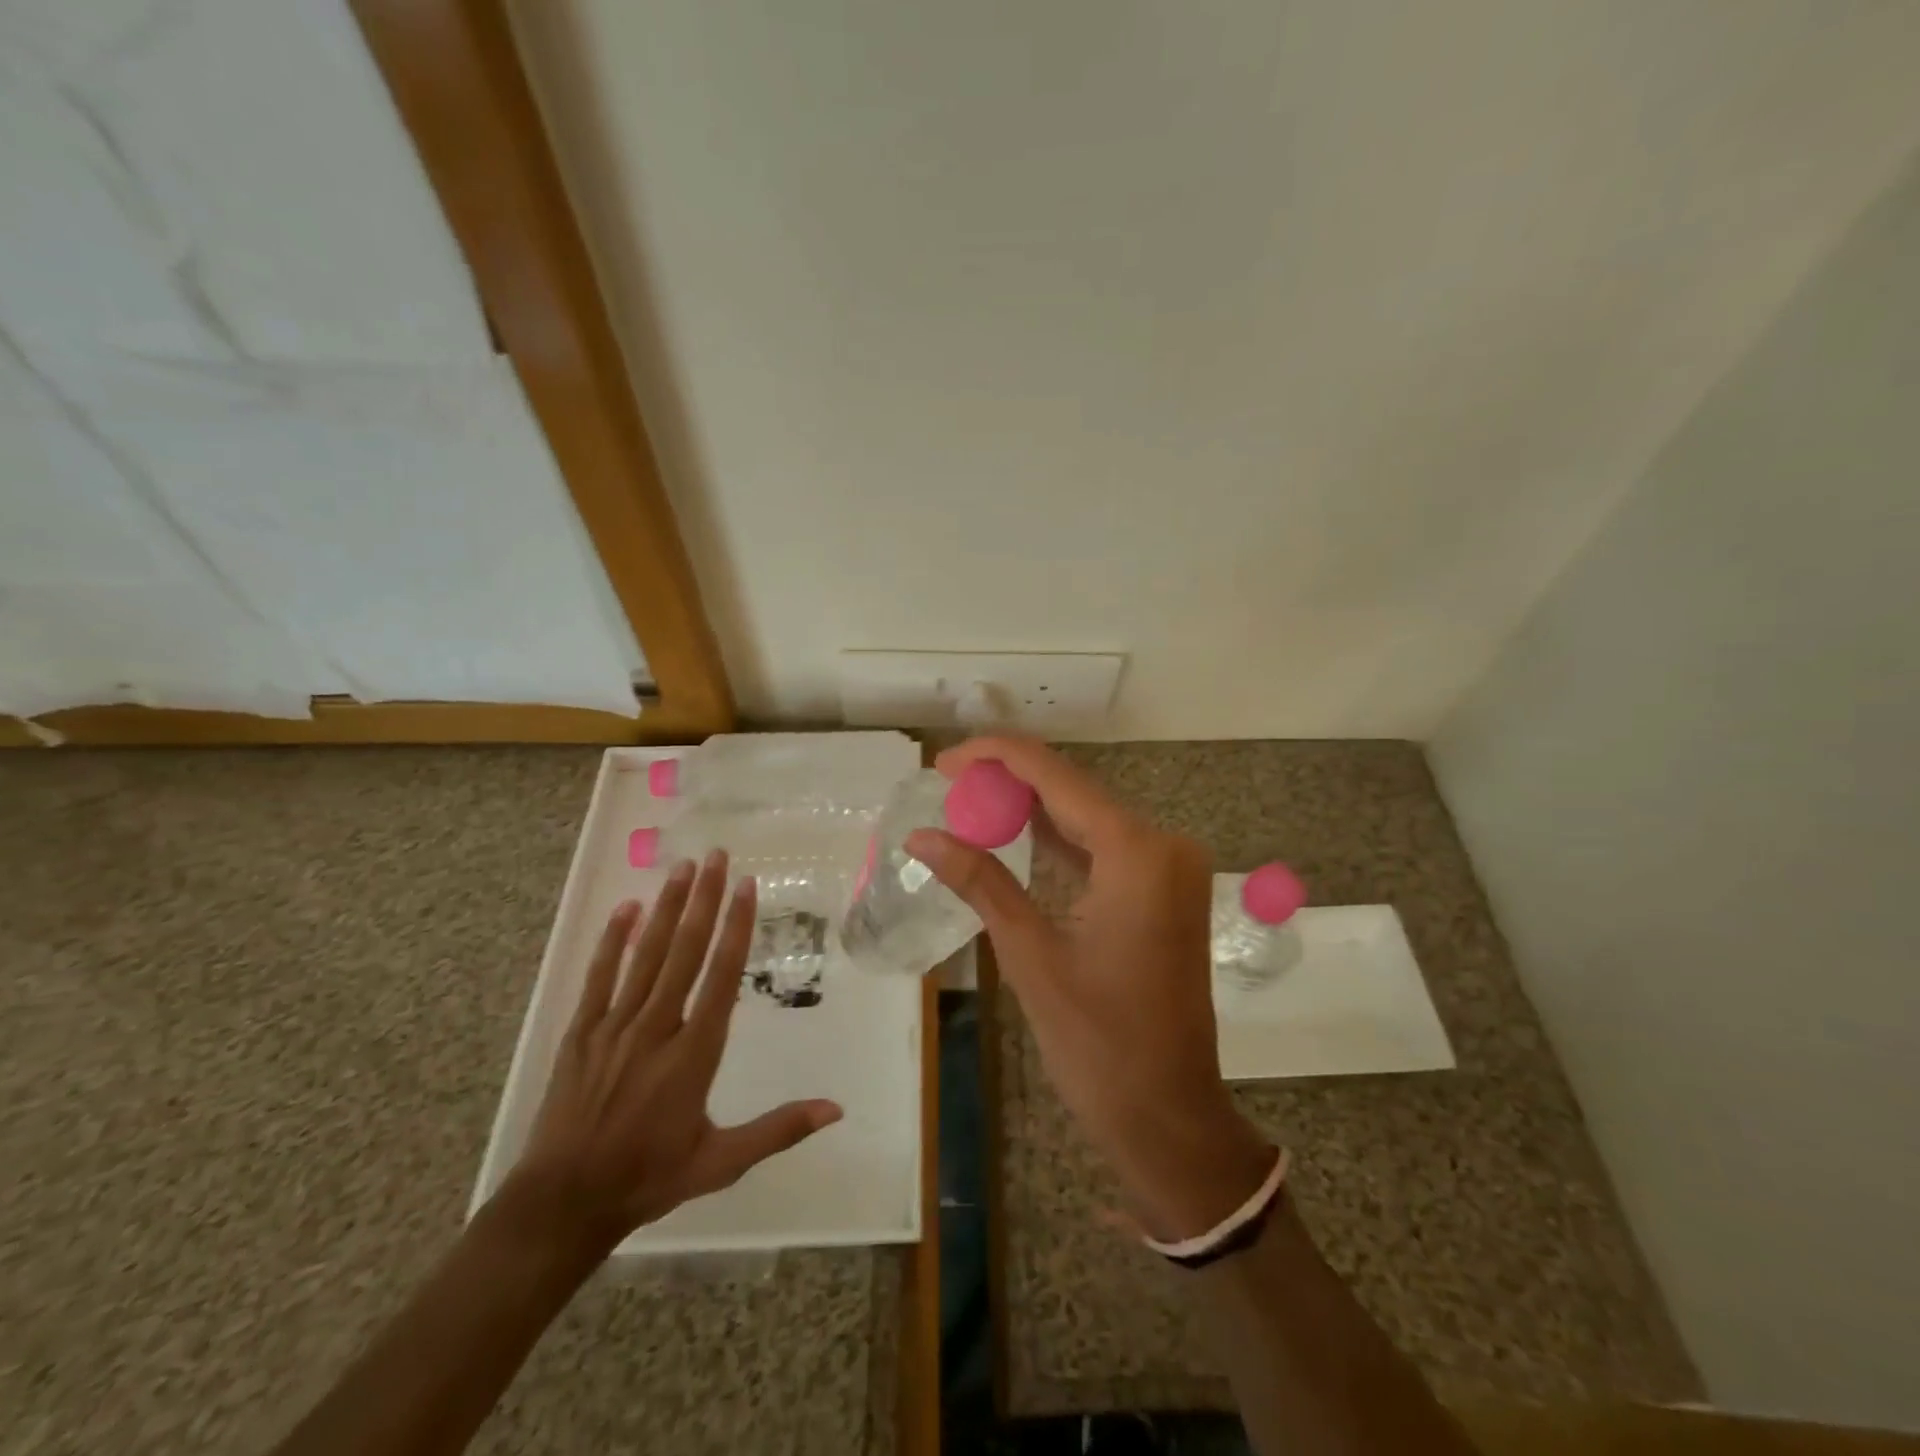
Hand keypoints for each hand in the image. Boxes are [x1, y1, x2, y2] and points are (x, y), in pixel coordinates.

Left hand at [501, 852, 842, 1258]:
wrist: (563, 1203)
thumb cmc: (649, 1177)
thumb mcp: (721, 1162)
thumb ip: (778, 1129)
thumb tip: (836, 1109)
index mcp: (693, 1053)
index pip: (721, 976)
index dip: (735, 927)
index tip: (745, 887)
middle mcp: (656, 1028)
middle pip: (684, 951)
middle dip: (703, 900)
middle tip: (715, 856)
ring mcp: (614, 1027)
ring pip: (645, 955)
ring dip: (665, 908)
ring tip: (682, 867)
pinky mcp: (581, 1033)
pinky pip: (599, 977)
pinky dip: (612, 941)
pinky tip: (626, 908)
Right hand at [907, 738, 1272, 1241]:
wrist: (1169, 1116)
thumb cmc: (1099, 1045)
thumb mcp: (1030, 956)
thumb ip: (979, 882)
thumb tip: (920, 836)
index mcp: (1136, 853)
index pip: (1055, 776)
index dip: (995, 757)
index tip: (942, 762)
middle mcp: (1162, 845)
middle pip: (1073, 788)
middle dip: (1008, 780)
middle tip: (946, 785)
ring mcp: (1169, 867)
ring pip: (1087, 815)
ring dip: (1030, 807)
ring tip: (966, 802)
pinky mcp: (1164, 890)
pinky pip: (1104, 846)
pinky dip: (1058, 839)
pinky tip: (1012, 834)